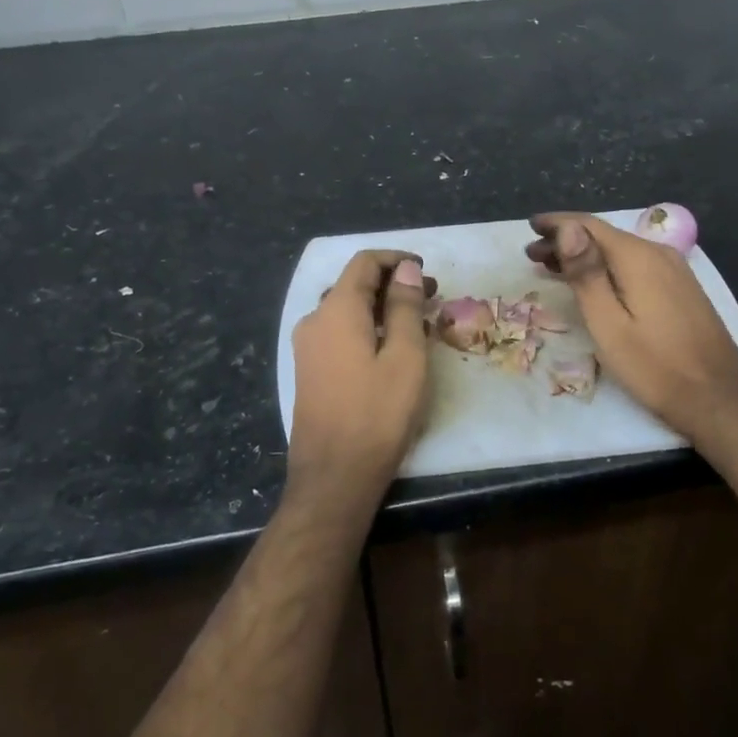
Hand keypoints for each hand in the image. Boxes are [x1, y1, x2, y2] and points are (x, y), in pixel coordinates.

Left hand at [288, 250, 434, 501]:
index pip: (364, 263)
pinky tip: (390, 347)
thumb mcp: (405, 357)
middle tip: (430, 297)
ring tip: (416, 322)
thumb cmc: (377, 414)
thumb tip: (406, 270)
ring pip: (347, 310)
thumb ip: (405, 307)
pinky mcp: (310, 370)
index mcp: (336, 310)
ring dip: (381, 307)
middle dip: (392, 284)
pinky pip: (339, 332)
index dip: (396, 260)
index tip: (426, 271)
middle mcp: (315, 320)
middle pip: (354, 284)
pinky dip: (367, 327)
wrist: (334, 476)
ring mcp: (308, 347)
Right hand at [527, 213, 737, 438]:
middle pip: (604, 236)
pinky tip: (594, 283)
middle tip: (532, 254)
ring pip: (620, 251)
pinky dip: (608, 267)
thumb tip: (567, 228)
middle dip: (567, 240)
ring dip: (586, 255)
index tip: (530, 226)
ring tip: (553, 267)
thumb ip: (586, 273)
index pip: (589, 225)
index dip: (557, 223)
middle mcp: (659, 253)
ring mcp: (675, 271)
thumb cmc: (654, 366)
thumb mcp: (608, 323)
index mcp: (638, 257)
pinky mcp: (682, 289)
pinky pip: (636, 265)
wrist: (719, 400)